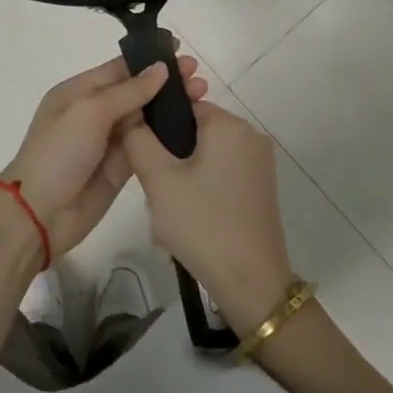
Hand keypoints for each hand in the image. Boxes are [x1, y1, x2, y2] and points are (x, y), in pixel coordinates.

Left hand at [0, 52, 207, 256]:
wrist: (40, 213)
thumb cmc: (59, 152)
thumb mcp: (90, 112)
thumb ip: (128, 91)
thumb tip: (160, 69)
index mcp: (79, 91)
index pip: (119, 68)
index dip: (150, 60)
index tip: (181, 51)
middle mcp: (94, 112)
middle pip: (136, 91)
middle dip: (166, 83)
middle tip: (200, 77)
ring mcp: (107, 141)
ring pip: (144, 118)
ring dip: (171, 108)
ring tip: (204, 98)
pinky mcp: (120, 168)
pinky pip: (146, 146)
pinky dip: (166, 136)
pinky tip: (192, 128)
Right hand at [120, 101, 293, 334]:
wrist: (252, 285)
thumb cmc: (203, 225)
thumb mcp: (159, 180)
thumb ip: (138, 140)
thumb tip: (130, 117)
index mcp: (230, 125)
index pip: (183, 106)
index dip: (157, 127)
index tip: (142, 156)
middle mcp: (251, 136)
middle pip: (194, 131)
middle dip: (170, 155)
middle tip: (155, 189)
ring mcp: (260, 164)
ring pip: (205, 155)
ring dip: (183, 175)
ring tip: (169, 208)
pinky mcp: (261, 188)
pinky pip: (221, 173)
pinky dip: (201, 188)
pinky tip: (189, 218)